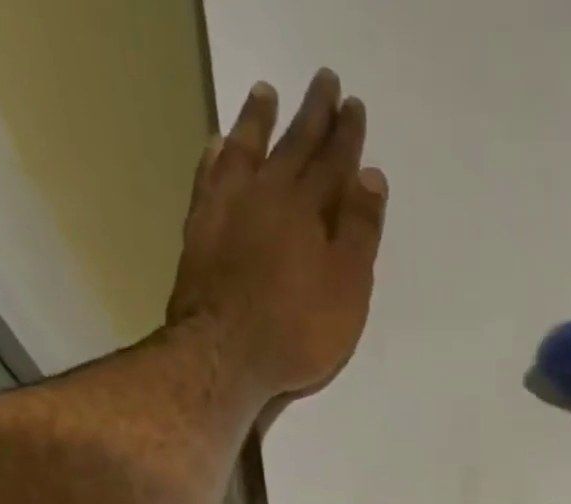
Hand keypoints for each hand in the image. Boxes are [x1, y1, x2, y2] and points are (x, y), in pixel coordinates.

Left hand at [166, 70, 387, 416]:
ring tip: (266, 94)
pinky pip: (208, 179)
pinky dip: (216, 157)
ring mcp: (228, 208)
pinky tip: (217, 145)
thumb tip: (370, 176)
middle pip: (294, 145)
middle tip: (324, 83)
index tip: (354, 107)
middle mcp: (268, 195)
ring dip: (258, 121)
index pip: (334, 162)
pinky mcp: (199, 230)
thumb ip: (360, 233)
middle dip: (312, 115)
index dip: (347, 136)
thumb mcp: (347, 290)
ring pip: (246, 150)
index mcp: (309, 209)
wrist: (224, 354)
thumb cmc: (297, 331)